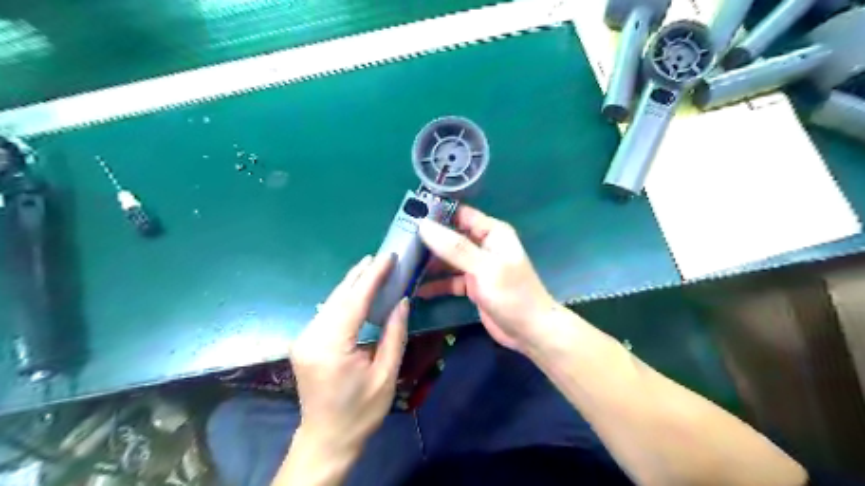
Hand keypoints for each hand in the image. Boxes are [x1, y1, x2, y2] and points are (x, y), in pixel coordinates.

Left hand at [290, 254, 408, 454]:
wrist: (326, 440)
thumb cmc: (360, 412)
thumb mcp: (385, 376)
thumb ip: (394, 335)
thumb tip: (402, 301)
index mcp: (331, 346)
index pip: (355, 301)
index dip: (373, 276)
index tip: (388, 257)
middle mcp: (311, 336)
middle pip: (338, 296)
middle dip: (360, 274)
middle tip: (381, 257)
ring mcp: (304, 338)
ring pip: (330, 301)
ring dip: (351, 284)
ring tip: (371, 267)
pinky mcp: (305, 342)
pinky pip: (326, 312)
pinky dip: (344, 298)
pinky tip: (356, 291)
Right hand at [418, 204, 553, 353]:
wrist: (530, 331)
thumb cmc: (512, 294)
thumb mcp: (484, 268)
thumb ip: (455, 248)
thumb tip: (423, 225)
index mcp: (492, 233)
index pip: (460, 214)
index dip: (436, 213)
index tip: (408, 216)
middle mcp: (483, 245)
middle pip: (450, 237)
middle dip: (427, 241)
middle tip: (399, 244)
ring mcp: (476, 266)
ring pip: (447, 259)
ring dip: (429, 264)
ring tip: (403, 266)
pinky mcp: (472, 286)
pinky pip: (449, 280)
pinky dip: (436, 284)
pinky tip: (417, 290)